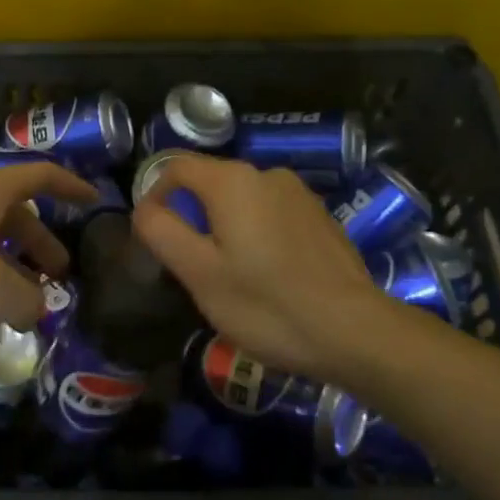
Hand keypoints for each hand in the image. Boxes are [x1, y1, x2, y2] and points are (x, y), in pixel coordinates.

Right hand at [132, 154, 382, 378]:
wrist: (354, 331)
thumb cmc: (266, 304)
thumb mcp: (199, 273)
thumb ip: (162, 231)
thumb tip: (145, 208)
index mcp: (233, 181)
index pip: (176, 167)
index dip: (155, 195)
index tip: (153, 236)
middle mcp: (267, 174)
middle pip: (211, 182)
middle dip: (192, 216)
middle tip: (191, 265)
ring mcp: (299, 193)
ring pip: (243, 200)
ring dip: (226, 227)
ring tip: (231, 275)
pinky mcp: (321, 216)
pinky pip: (273, 214)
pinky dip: (258, 234)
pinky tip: (268, 275)